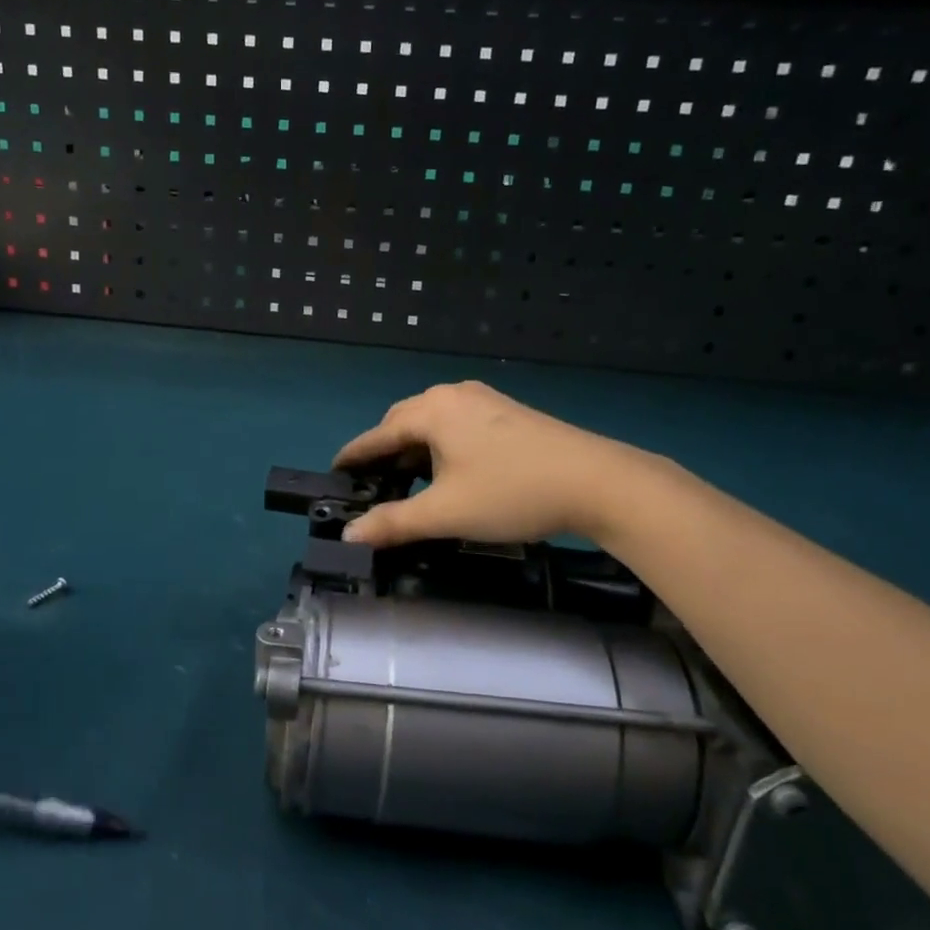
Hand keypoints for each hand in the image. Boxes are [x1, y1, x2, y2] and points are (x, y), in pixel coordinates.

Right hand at [334, 381, 652, 548]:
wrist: (596, 481)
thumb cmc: (510, 492)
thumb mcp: (446, 513)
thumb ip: (393, 523)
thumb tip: (349, 535)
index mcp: (431, 411)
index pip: (378, 434)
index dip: (354, 455)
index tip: (334, 470)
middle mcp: (453, 395)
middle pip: (404, 421)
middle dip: (385, 450)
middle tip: (374, 483)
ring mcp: (484, 400)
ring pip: (434, 422)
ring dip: (416, 448)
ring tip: (411, 481)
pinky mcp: (508, 412)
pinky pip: (458, 423)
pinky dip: (442, 444)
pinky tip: (451, 471)